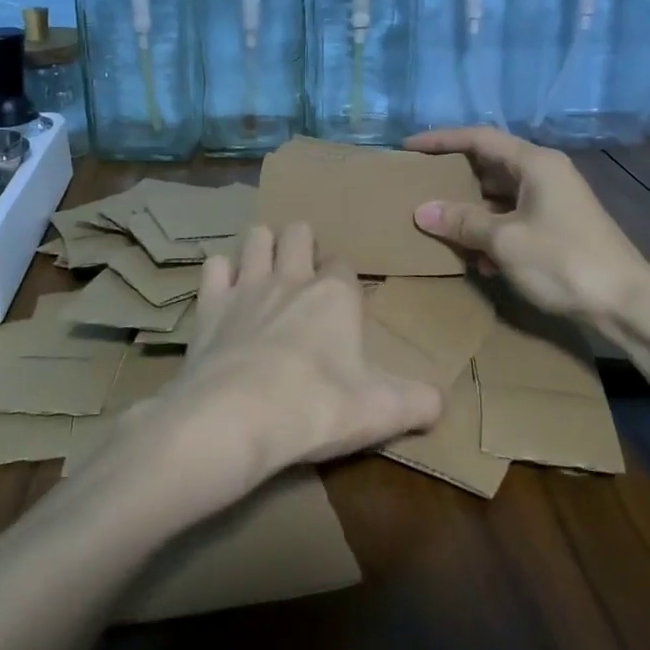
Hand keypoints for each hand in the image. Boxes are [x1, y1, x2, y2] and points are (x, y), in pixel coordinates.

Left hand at [138, 223, 442, 516]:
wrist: (236, 417)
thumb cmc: (316, 407)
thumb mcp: (382, 411)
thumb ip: (418, 402)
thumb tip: (440, 403)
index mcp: (335, 294)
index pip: (344, 265)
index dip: (344, 279)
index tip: (343, 301)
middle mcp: (291, 277)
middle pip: (297, 232)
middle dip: (300, 243)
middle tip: (301, 271)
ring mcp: (246, 285)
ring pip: (255, 237)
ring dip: (261, 247)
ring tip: (264, 270)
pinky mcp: (209, 304)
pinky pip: (214, 266)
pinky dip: (221, 273)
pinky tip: (224, 292)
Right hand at [405, 127, 649, 330]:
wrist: (627, 304)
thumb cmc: (564, 261)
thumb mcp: (505, 241)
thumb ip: (462, 222)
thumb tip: (421, 211)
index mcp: (535, 163)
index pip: (479, 138)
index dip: (441, 140)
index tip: (408, 148)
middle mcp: (545, 173)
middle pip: (489, 164)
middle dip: (453, 177)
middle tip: (418, 184)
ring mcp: (554, 201)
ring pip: (500, 195)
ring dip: (471, 210)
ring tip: (439, 224)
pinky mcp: (558, 227)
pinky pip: (513, 218)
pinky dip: (492, 231)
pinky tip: (478, 259)